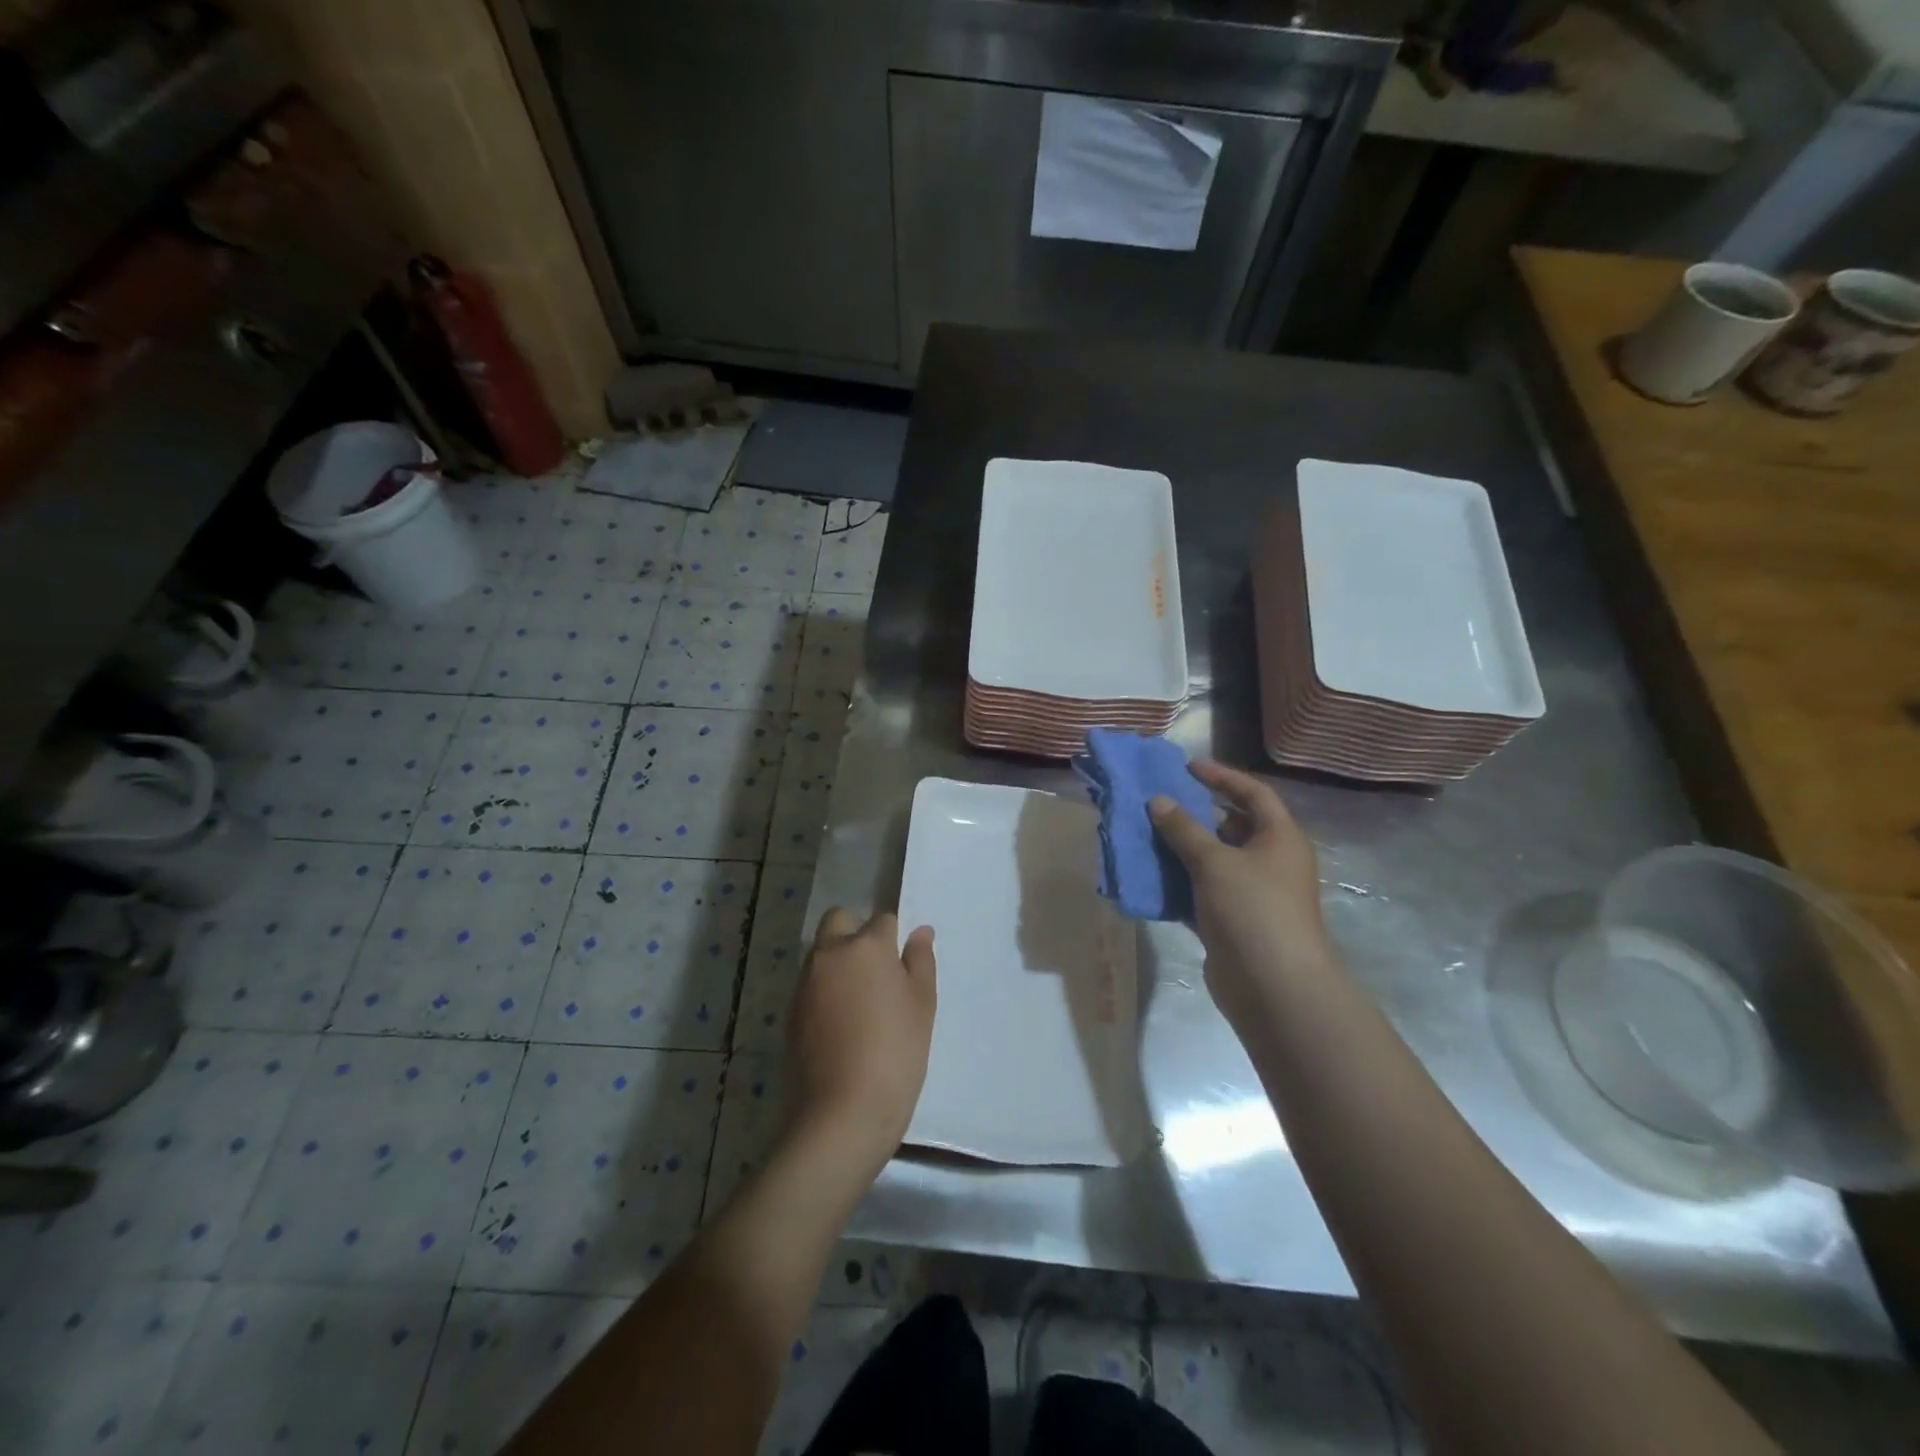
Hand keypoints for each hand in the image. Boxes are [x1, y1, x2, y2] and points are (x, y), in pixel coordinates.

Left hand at [786, 908, 936, 1171]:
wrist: (843, 1111)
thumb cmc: (896, 1051)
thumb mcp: (922, 1004)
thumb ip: (920, 960)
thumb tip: (920, 932)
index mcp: (866, 945)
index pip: (883, 919)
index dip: (894, 936)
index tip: (903, 962)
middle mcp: (830, 953)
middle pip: (839, 921)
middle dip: (856, 932)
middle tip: (877, 969)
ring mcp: (805, 982)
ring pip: (822, 952)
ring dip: (838, 961)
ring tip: (861, 1001)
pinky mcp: (791, 1012)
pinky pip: (811, 984)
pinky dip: (825, 990)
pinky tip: (842, 1024)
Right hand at [1149, 761, 1336, 1025]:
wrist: (1273, 987)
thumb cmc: (1252, 910)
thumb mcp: (1214, 862)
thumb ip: (1183, 829)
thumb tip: (1158, 801)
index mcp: (1279, 838)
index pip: (1253, 793)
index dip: (1222, 777)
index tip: (1187, 767)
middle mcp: (1270, 861)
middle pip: (1232, 826)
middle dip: (1196, 814)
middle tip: (1159, 803)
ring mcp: (1253, 894)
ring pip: (1214, 861)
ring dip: (1182, 850)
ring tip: (1146, 836)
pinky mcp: (1233, 922)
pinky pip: (1202, 891)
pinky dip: (1179, 883)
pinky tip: (1150, 877)